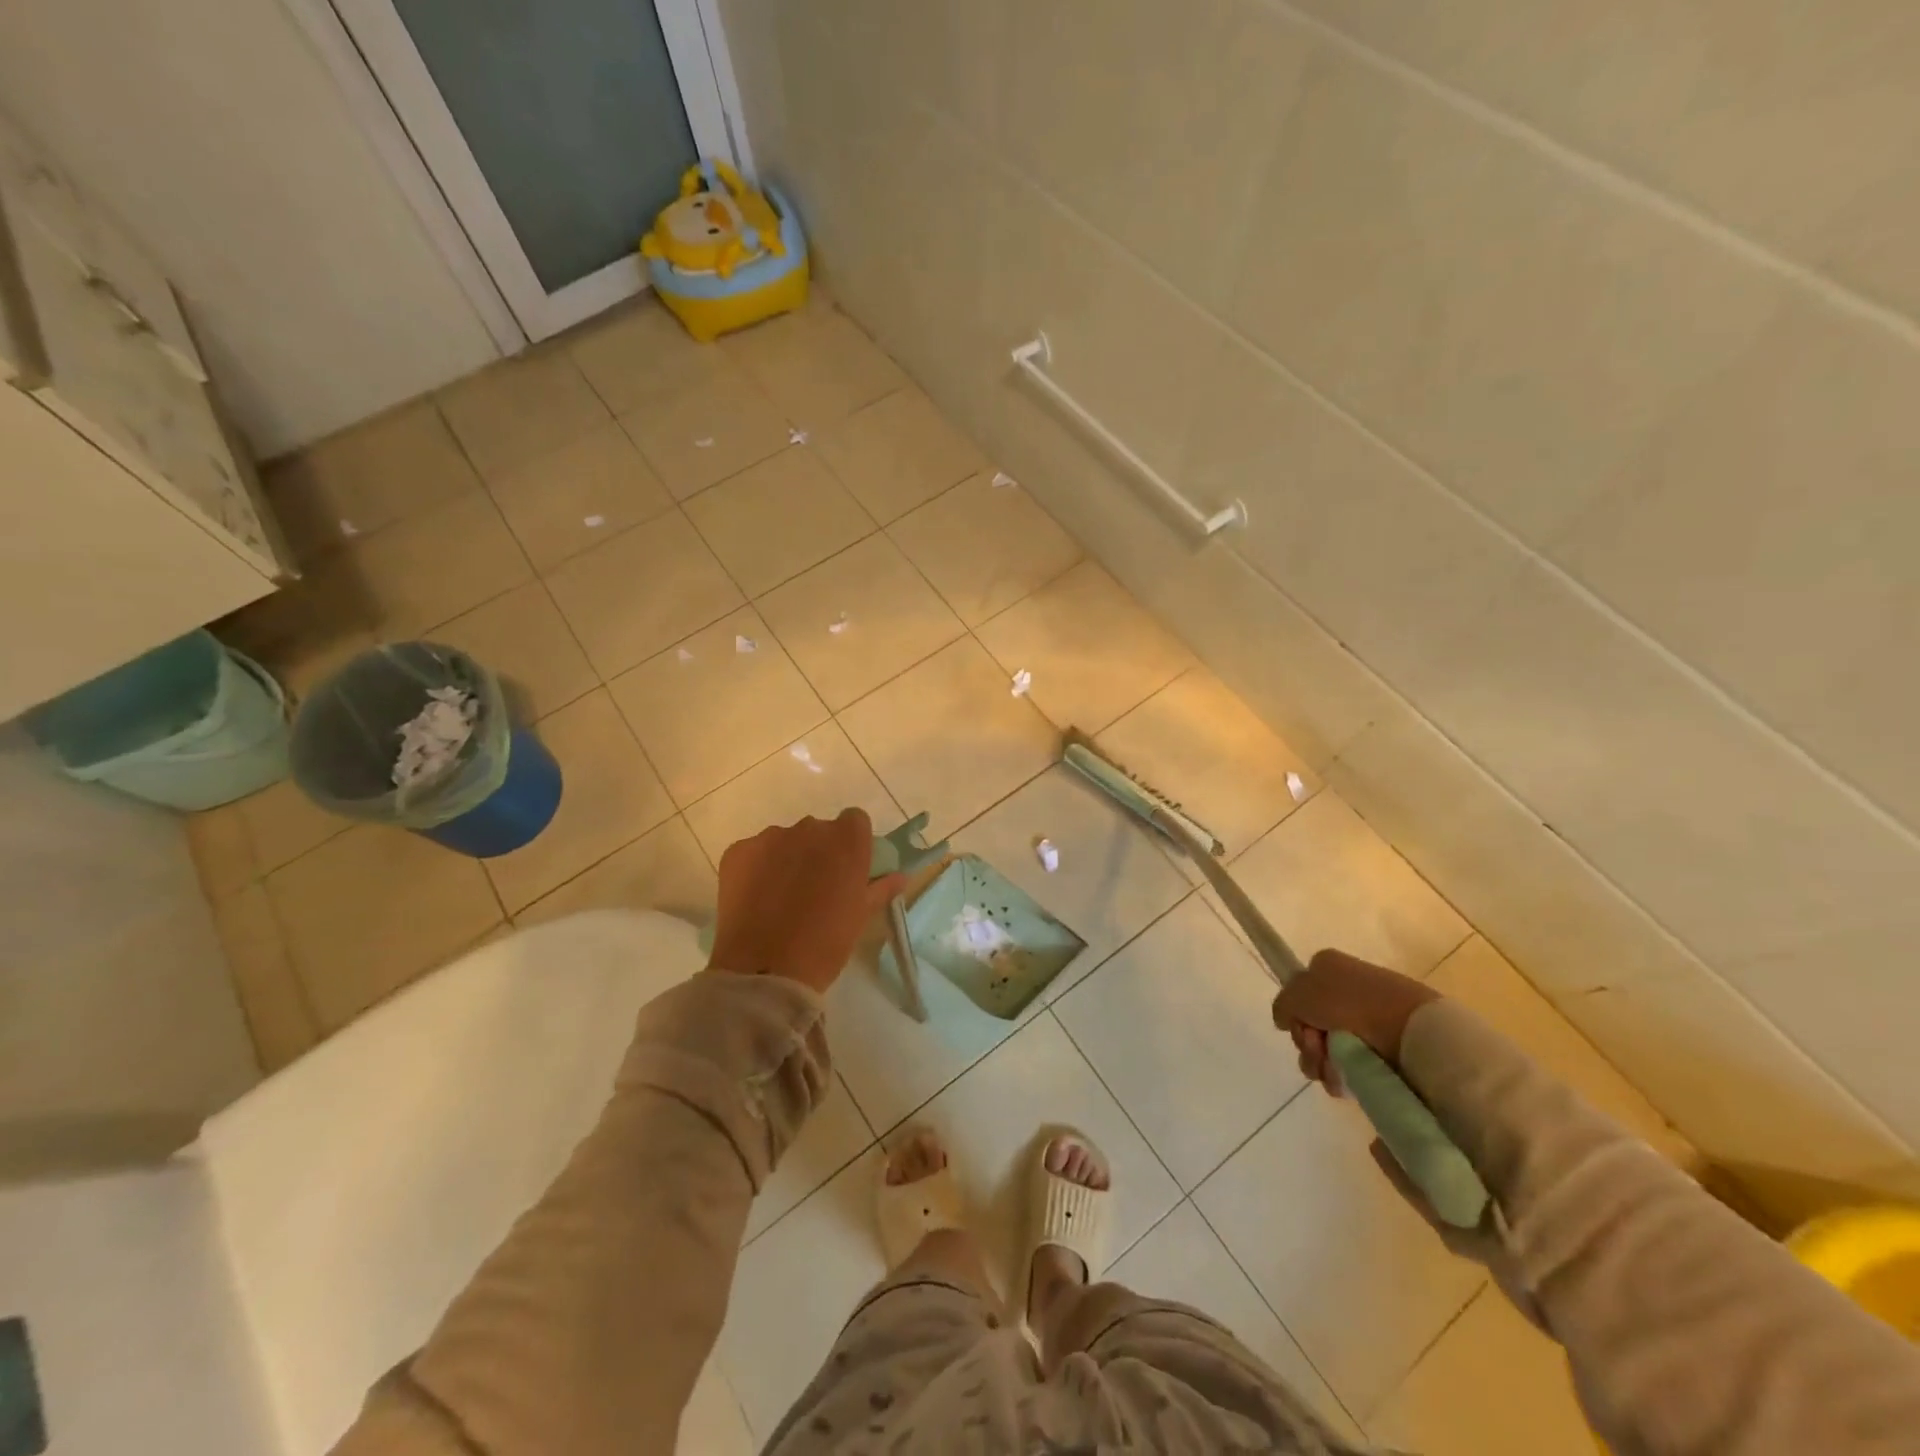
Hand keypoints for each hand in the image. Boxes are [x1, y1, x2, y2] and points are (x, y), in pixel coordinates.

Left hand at [707, 809, 906, 994]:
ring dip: (786, 859)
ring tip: (780, 899)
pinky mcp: (738, 851)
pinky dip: (756, 869)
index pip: (855, 821)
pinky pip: (753, 853)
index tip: (847, 869)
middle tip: (814, 889)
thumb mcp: (861, 916)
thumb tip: (899, 876)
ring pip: (783, 841)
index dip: (851, 843)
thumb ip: (881, 888)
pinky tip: (755, 901)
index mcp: (846, 840)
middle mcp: (809, 828)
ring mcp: (770, 837)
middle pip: (817, 830)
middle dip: (817, 852)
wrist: (764, 969)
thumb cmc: (826, 944)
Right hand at [1271, 949, 1438, 1095]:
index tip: (1300, 1026)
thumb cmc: (1351, 1002)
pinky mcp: (1383, 1050)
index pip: (1298, 993)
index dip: (1295, 1014)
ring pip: (1326, 1049)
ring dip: (1321, 1064)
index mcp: (1328, 968)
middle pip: (1310, 1025)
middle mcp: (1346, 992)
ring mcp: (1366, 1021)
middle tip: (1318, 1048)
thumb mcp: (1300, 993)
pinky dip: (1341, 1076)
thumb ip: (1282, 1004)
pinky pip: (1349, 1066)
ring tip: (1333, 1070)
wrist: (1411, 1029)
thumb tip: (1284, 1020)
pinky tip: (1345, 1080)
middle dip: (1307, 1044)